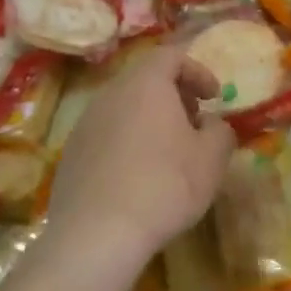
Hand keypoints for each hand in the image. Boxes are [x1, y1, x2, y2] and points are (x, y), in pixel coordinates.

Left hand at [43, 44, 234, 281]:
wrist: (96, 235)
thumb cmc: (164, 185)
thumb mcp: (211, 158)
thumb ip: (219, 130)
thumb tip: (210, 124)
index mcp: (145, 84)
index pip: (171, 55)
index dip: (198, 71)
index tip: (214, 97)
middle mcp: (111, 94)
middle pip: (145, 79)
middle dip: (174, 95)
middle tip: (194, 122)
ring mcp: (85, 123)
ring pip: (124, 107)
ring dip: (150, 119)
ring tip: (169, 152)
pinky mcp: (71, 154)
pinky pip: (107, 134)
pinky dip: (128, 142)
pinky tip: (139, 176)